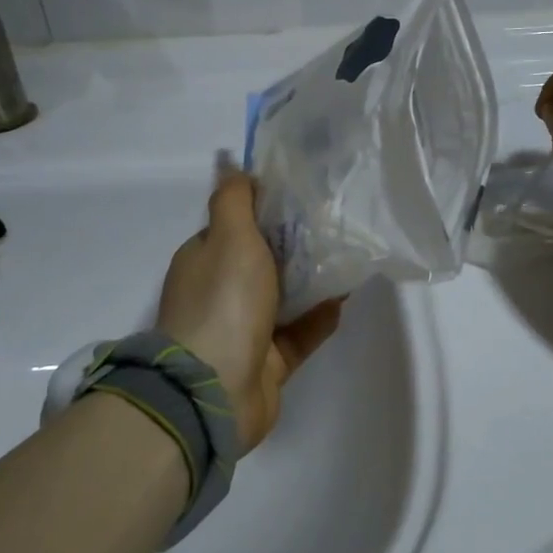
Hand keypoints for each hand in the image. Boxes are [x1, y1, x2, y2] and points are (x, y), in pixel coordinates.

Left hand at [156, 171, 343, 452]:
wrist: (215, 388)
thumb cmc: (223, 302)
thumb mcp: (228, 236)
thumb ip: (234, 199)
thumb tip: (232, 164)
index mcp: (205, 260)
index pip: (236, 225)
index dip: (266, 209)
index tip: (303, 193)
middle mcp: (221, 293)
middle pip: (263, 261)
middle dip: (295, 245)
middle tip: (335, 224)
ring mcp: (244, 330)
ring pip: (284, 298)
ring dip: (312, 281)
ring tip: (348, 258)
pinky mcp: (269, 362)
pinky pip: (299, 334)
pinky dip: (319, 318)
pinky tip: (345, 300)